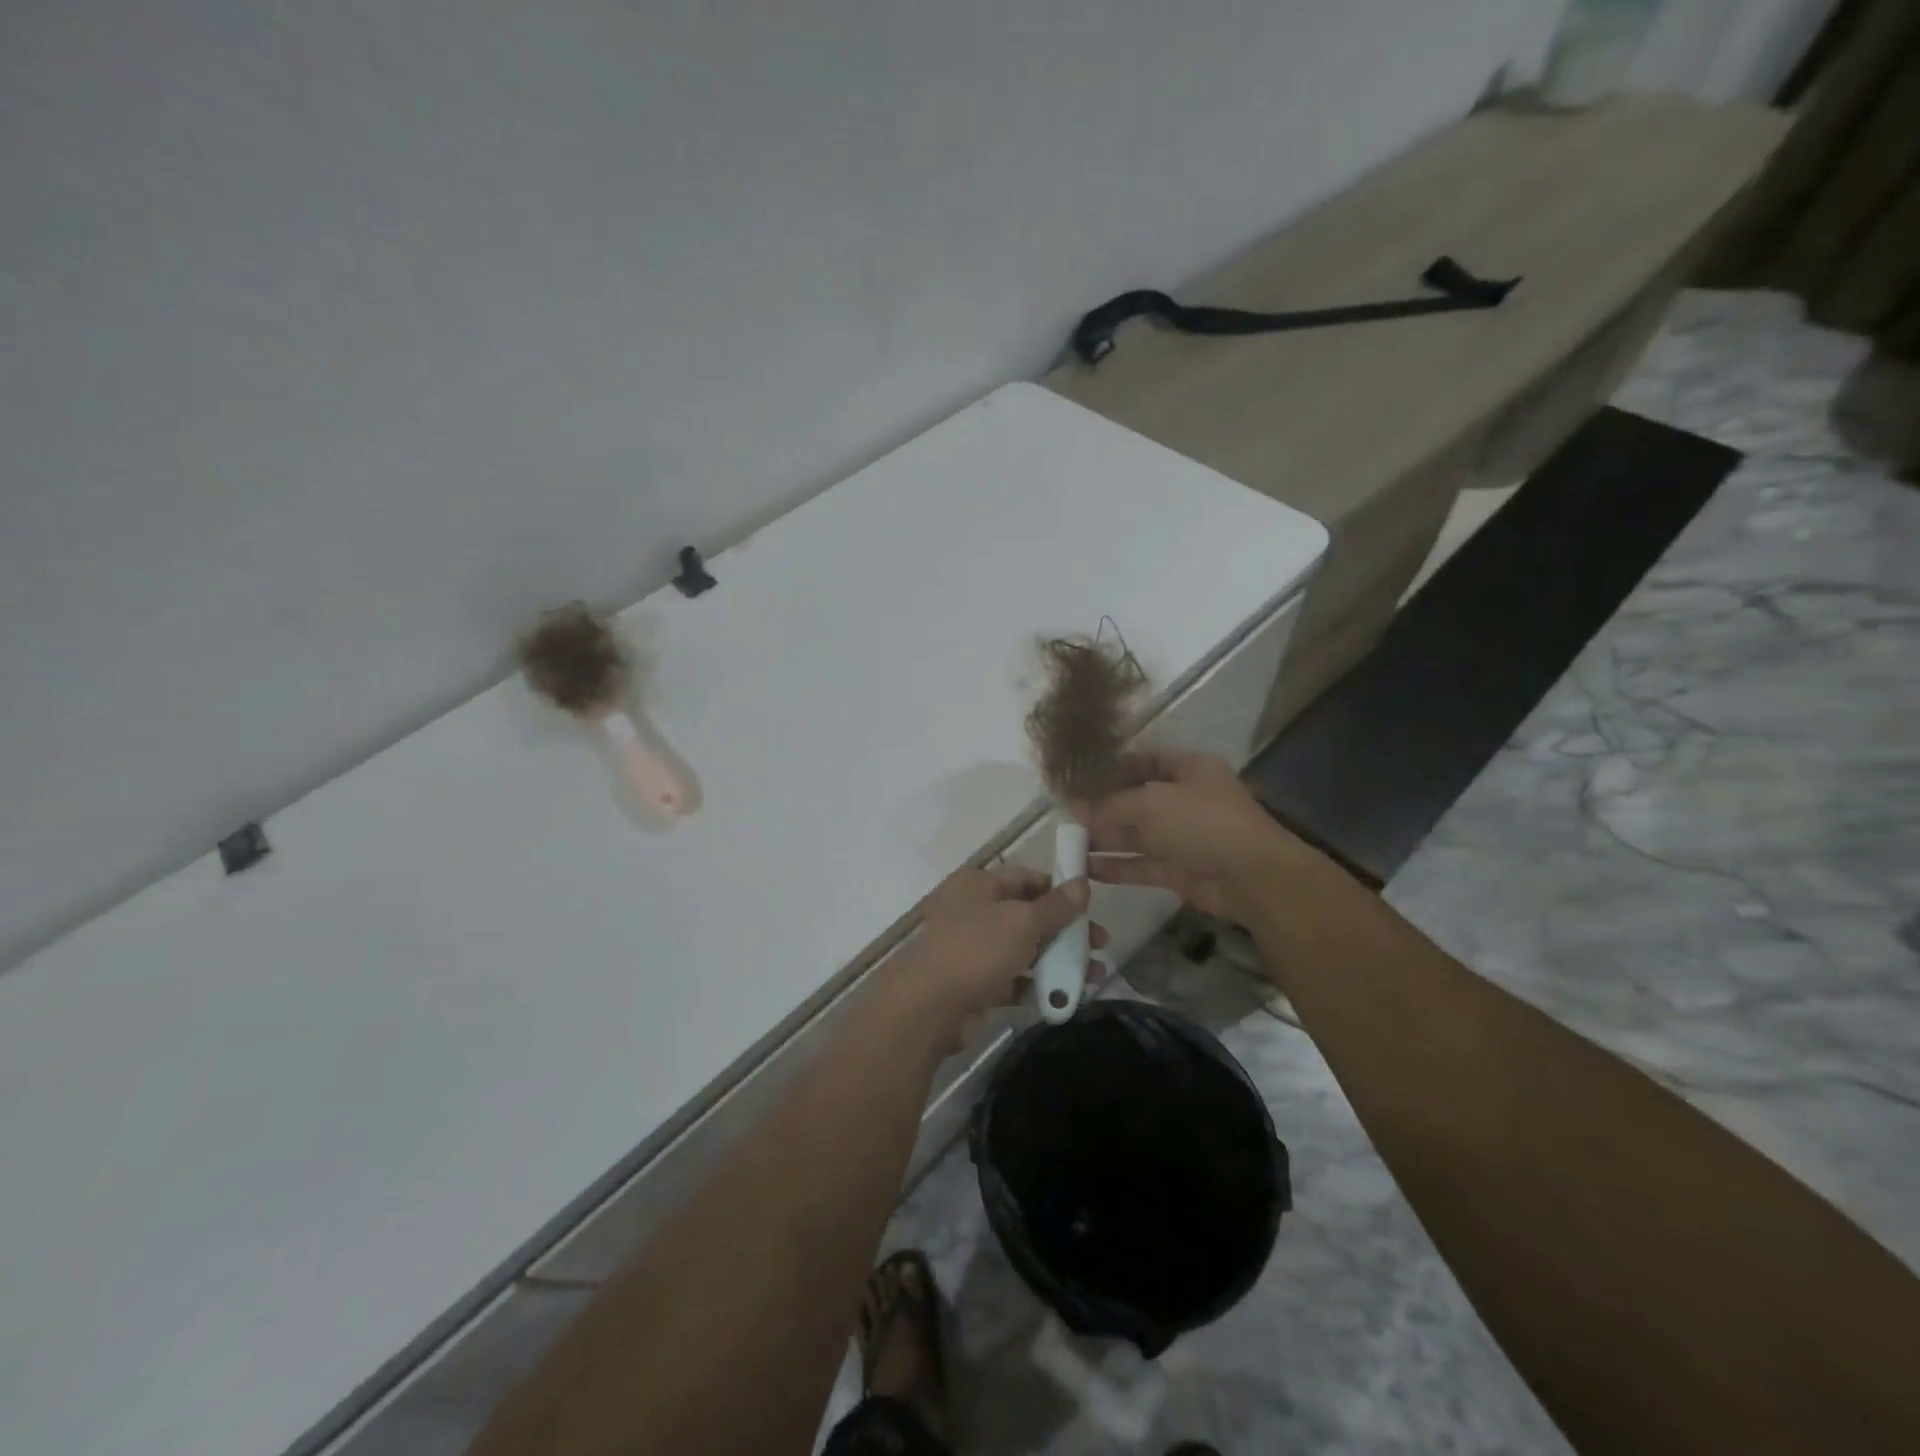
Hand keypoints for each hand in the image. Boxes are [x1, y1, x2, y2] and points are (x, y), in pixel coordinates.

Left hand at [886, 865, 1104, 1051]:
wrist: (929, 1007)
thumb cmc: (976, 949)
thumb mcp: (1022, 921)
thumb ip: (1055, 906)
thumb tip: (1082, 885)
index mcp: (979, 884)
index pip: (1026, 877)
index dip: (1058, 888)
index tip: (1090, 904)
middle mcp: (974, 911)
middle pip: (1029, 915)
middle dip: (1066, 930)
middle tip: (1101, 944)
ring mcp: (974, 949)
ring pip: (1025, 950)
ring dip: (1059, 960)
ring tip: (1095, 976)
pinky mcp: (976, 984)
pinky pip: (1015, 980)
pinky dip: (1038, 986)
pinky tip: (1066, 997)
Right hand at [1073, 748, 1304, 921]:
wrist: (1251, 877)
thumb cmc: (1202, 822)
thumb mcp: (1151, 802)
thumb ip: (1110, 804)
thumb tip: (1074, 805)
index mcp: (1189, 769)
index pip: (1146, 760)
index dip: (1113, 767)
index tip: (1079, 776)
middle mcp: (1186, 800)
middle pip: (1137, 799)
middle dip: (1103, 807)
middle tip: (1067, 814)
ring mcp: (1184, 837)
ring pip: (1137, 835)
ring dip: (1106, 839)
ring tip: (1069, 842)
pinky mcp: (1180, 870)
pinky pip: (1142, 865)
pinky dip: (1117, 867)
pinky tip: (1087, 868)